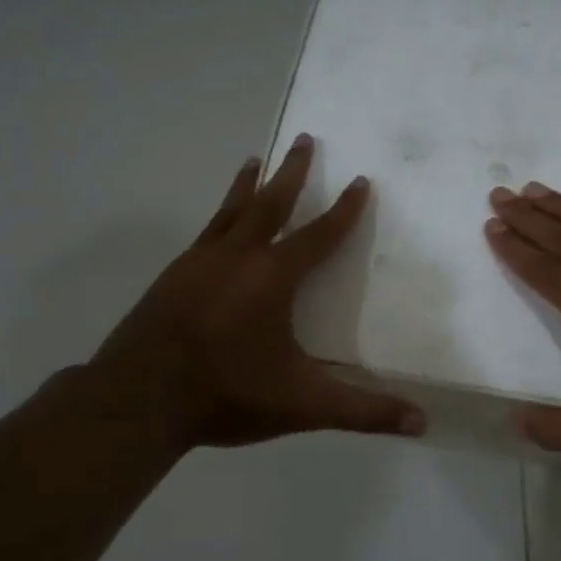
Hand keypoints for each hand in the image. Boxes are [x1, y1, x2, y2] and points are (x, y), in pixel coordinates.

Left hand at [75, 134, 425, 453]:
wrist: (138, 399)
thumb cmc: (227, 393)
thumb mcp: (303, 404)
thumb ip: (363, 410)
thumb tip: (423, 422)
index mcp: (273, 277)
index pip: (320, 234)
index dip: (345, 209)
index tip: (361, 181)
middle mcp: (238, 256)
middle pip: (271, 202)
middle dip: (293, 171)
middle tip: (305, 138)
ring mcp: (199, 261)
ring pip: (231, 210)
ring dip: (249, 183)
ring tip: (256, 159)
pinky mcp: (172, 275)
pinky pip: (205, 231)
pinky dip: (220, 214)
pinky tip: (218, 223)